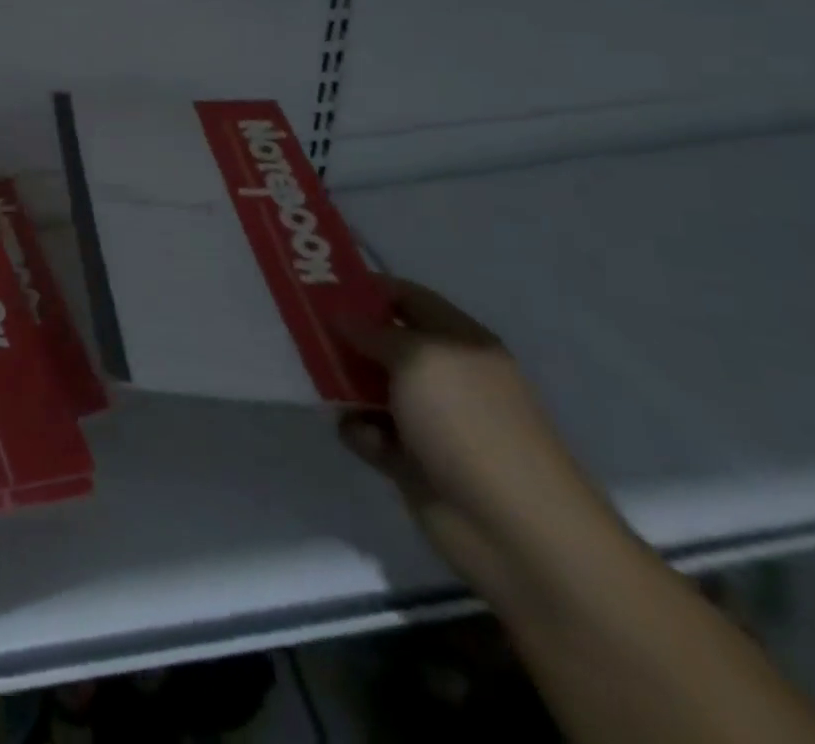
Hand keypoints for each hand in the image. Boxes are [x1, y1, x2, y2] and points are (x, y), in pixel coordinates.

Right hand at [335, 280, 624, 601]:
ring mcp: (429, 419)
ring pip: (368, 385)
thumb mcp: (417, 358)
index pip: (407, 297)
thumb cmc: (468, 423)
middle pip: (383, 341)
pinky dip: (361, 433)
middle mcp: (444, 375)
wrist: (513, 530)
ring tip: (321, 384)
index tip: (319, 283)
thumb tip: (339, 314)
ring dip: (344, 385)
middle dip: (345, 335)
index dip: (366, 287)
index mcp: (459, 341)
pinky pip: (369, 431)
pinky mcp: (412, 459)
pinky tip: (368, 441)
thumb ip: (372, 331)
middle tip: (300, 328)